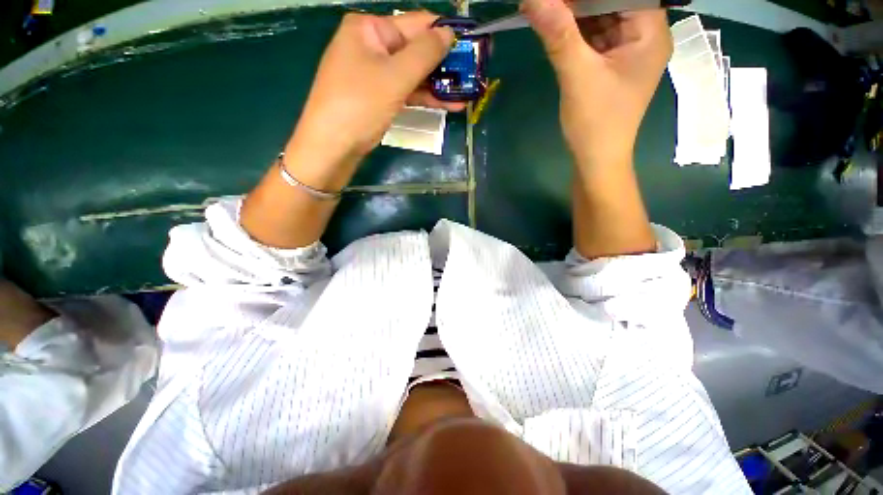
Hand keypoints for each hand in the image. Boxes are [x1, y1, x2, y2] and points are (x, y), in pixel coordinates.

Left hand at [286, 12, 461, 169]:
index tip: (472, 46)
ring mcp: (374, 74)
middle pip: (415, 50)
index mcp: (370, 29)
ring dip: (439, 85)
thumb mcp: (395, 76)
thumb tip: (449, 33)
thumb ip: (424, 53)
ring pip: (413, 74)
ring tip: (467, 93)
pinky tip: (449, 104)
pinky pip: (406, 92)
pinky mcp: (379, 98)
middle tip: (472, 75)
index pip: (416, 23)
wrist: (332, 147)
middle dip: (444, 65)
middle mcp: (371, 46)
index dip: (445, 34)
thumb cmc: (359, 105)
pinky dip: (425, 98)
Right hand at [522, 0, 672, 167]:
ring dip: (574, 14)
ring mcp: (628, 50)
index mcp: (650, 32)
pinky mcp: (612, 64)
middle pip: (612, 2)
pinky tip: (556, 28)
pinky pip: (594, 37)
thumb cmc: (596, 123)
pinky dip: (575, 32)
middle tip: (548, 2)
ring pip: (601, 17)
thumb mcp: (577, 76)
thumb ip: (558, 34)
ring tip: (546, 10)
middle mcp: (644, 35)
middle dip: (579, 1)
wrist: (596, 160)